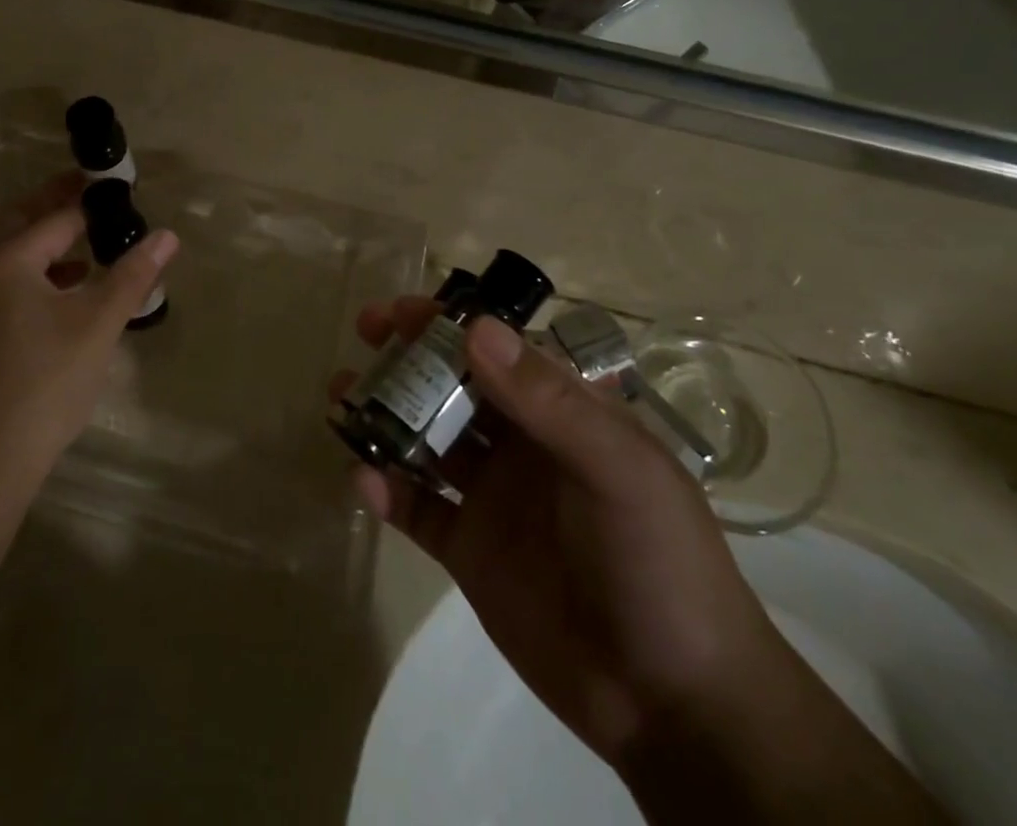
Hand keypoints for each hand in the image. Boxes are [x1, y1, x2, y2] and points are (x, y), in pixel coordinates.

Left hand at [0, 174, 178, 488]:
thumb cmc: (46, 381)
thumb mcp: (98, 323)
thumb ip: (133, 275)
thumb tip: (167, 236)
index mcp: (5, 261)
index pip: (55, 217)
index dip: (90, 201)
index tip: (118, 188)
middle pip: (19, 223)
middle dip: (55, 206)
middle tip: (93, 194)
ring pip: (9, 255)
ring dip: (45, 242)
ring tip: (88, 244)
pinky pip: (4, 282)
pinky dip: (35, 274)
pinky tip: (66, 293)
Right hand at [347, 297, 796, 765]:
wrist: (674, 705)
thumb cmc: (660, 564)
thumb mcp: (619, 470)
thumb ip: (547, 400)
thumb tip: (475, 327)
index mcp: (564, 413)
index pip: (501, 349)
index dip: (451, 323)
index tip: (402, 310)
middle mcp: (523, 444)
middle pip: (455, 385)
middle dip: (409, 357)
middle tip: (365, 337)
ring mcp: (492, 497)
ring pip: (426, 439)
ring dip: (385, 414)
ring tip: (342, 397)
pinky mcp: (468, 550)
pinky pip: (417, 508)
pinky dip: (387, 490)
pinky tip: (363, 480)